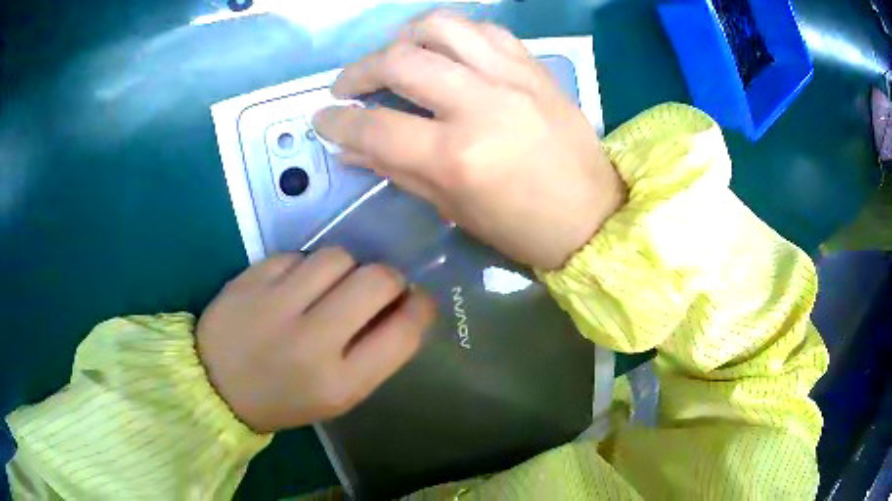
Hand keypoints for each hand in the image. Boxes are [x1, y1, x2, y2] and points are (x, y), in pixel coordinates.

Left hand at [196, 248, 435, 432]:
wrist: (215, 385)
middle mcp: (311, 342)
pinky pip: (299, 254)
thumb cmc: (283, 398)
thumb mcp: (337, 395)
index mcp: (340, 383)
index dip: (421, 307)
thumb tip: (404, 306)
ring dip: (346, 267)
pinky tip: (295, 285)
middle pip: (376, 280)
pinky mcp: (251, 279)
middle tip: (378, 287)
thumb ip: (374, 354)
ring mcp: (276, 305)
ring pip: (338, 256)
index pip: (403, 332)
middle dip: (389, 278)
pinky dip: (306, 266)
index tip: (417, 299)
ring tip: (331, 285)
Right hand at [314, 12, 625, 269]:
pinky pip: (485, 29)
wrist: (592, 215)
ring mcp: (512, 77)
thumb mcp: (453, 208)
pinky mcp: (534, 67)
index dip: (337, 123)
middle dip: (358, 70)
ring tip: (394, 55)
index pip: (375, 127)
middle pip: (400, 61)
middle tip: (348, 86)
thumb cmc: (522, 228)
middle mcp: (480, 104)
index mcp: (457, 156)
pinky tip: (445, 50)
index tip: (322, 119)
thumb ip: (397, 170)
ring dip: (404, 36)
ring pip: (441, 26)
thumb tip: (351, 150)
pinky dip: (454, 33)